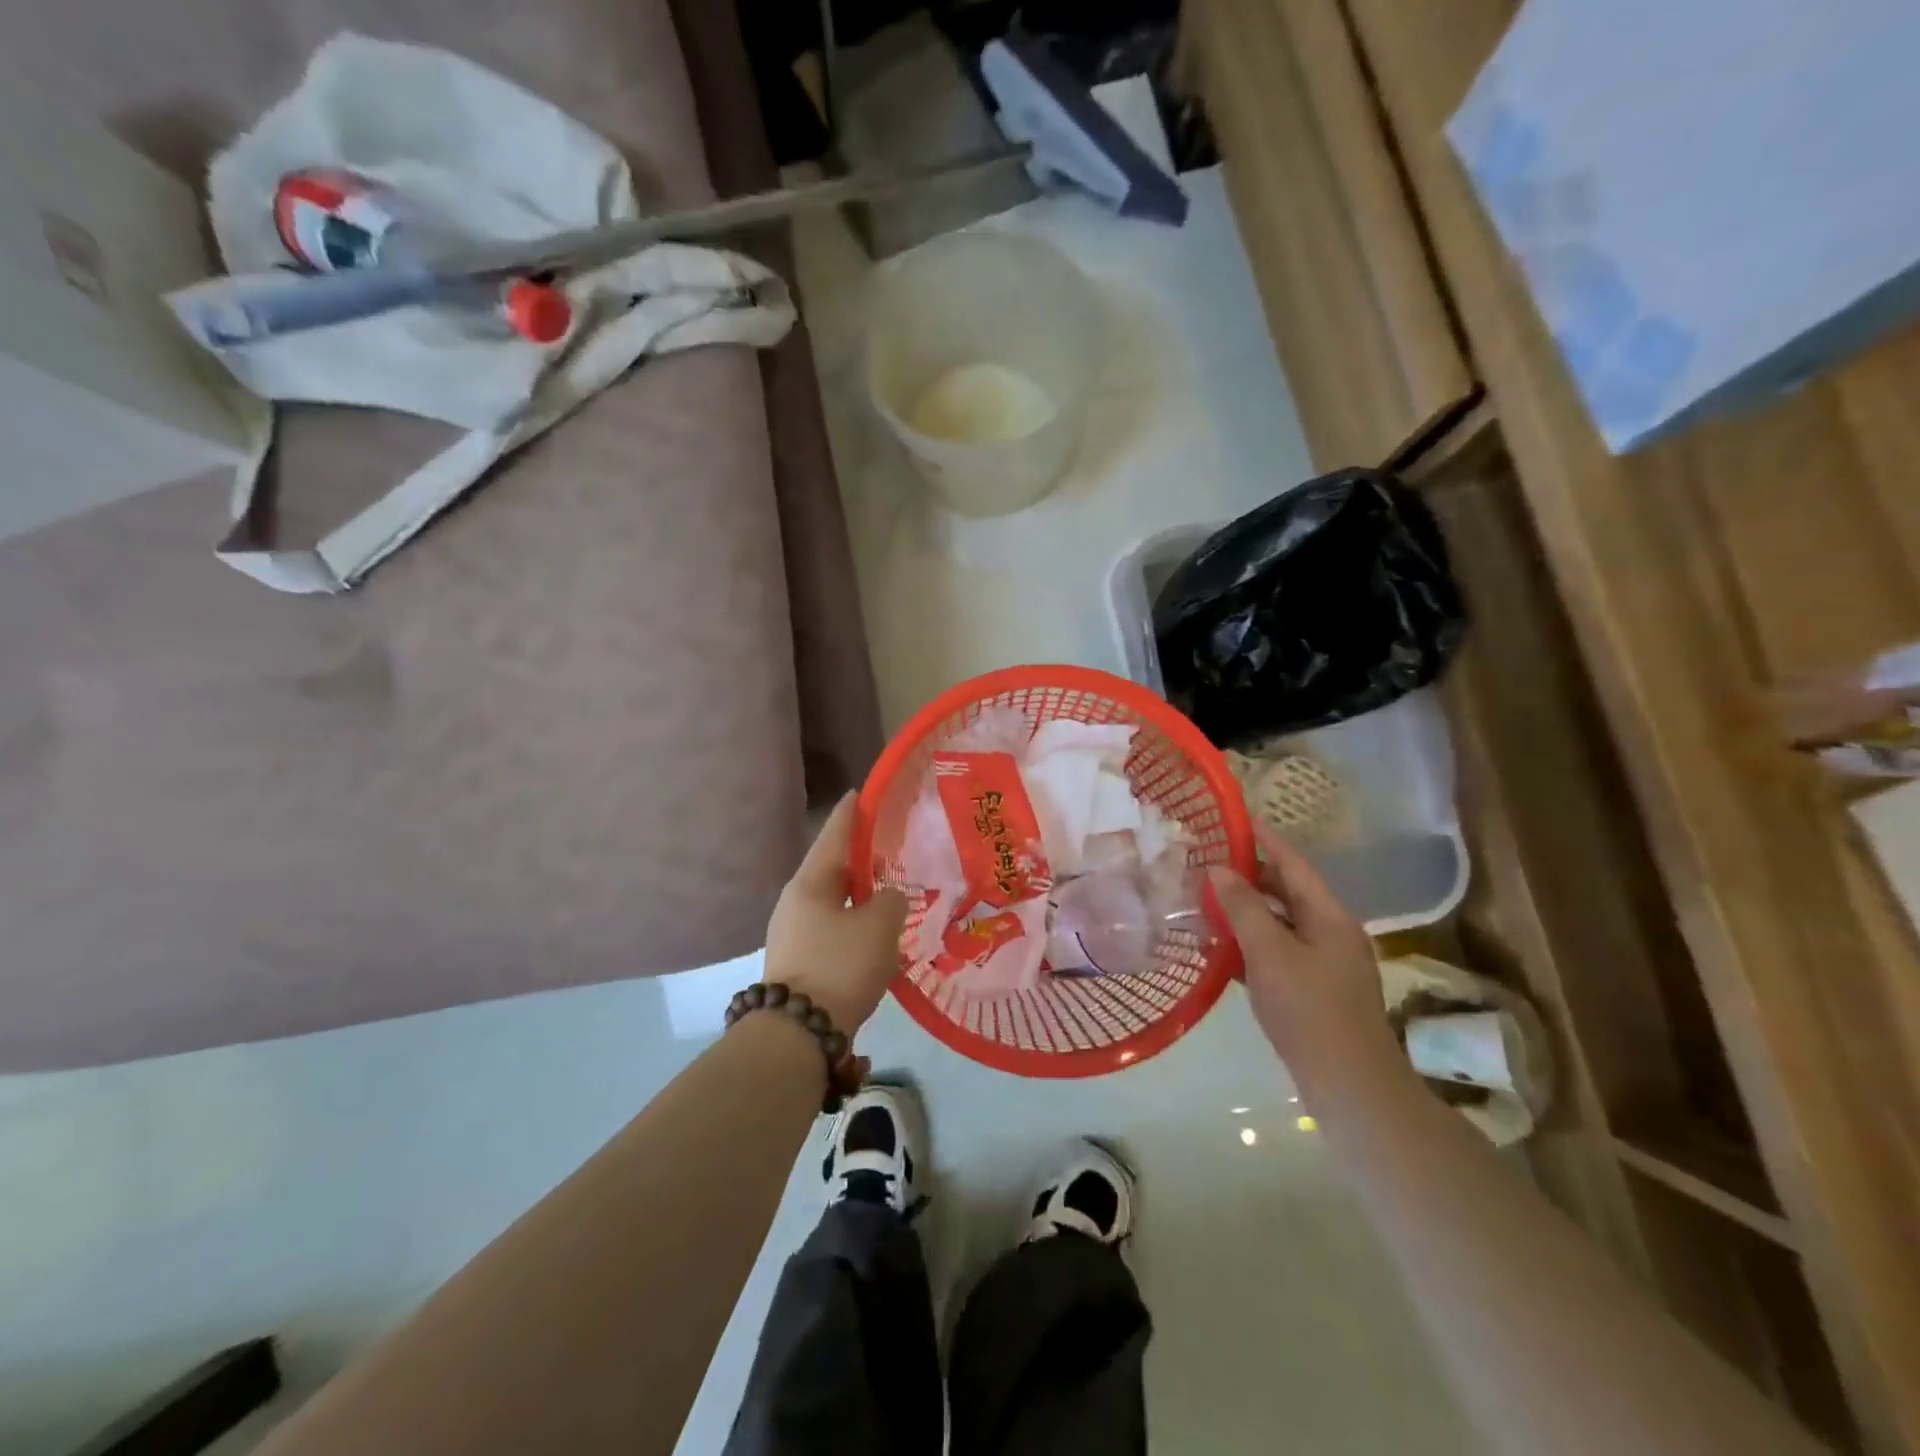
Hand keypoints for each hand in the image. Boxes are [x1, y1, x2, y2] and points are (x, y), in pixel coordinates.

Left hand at [764, 793, 908, 1037]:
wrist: (799, 1033)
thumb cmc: (840, 965)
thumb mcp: (878, 926)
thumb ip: (892, 902)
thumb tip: (888, 899)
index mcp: (810, 883)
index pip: (834, 836)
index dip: (851, 814)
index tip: (860, 793)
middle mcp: (795, 902)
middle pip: (831, 869)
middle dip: (858, 858)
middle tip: (886, 847)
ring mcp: (793, 934)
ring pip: (832, 902)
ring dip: (857, 895)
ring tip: (886, 891)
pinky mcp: (799, 962)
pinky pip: (831, 929)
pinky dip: (853, 923)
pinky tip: (874, 932)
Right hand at [1207, 825, 1408, 1106]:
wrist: (1348, 1085)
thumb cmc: (1309, 1010)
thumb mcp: (1269, 952)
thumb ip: (1243, 908)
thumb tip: (1220, 870)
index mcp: (1329, 917)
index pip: (1295, 865)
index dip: (1267, 840)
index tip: (1238, 820)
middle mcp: (1332, 933)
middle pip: (1288, 893)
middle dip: (1251, 878)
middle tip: (1209, 864)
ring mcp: (1326, 965)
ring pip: (1281, 925)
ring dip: (1248, 913)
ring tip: (1208, 902)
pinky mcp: (1315, 991)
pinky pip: (1279, 953)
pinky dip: (1253, 945)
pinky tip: (1222, 949)